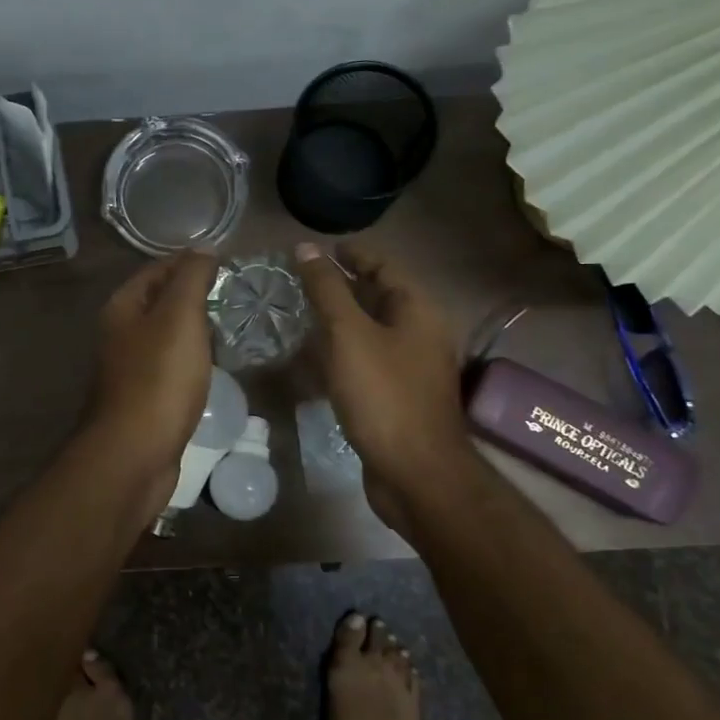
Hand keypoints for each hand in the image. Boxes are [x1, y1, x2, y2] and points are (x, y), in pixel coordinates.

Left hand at [83, 249, 219, 485]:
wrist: (134, 454)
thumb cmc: (158, 379)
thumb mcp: (179, 317)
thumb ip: (191, 278)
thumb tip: (203, 248)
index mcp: (122, 308)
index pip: (157, 270)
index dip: (190, 262)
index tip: (228, 263)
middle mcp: (120, 335)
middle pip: (160, 303)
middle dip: (194, 295)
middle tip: (237, 295)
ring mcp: (130, 369)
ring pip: (166, 337)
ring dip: (195, 330)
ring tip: (233, 326)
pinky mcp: (144, 400)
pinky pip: (171, 368)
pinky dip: (192, 361)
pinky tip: (214, 366)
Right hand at [294, 241, 478, 530]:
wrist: (415, 472)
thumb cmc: (383, 395)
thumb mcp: (349, 335)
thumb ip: (327, 290)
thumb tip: (306, 248)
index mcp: (418, 310)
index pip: (384, 265)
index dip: (352, 253)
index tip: (317, 250)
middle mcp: (421, 333)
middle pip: (379, 298)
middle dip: (341, 287)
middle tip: (299, 282)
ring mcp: (412, 368)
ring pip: (371, 333)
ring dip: (339, 323)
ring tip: (299, 317)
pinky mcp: (398, 397)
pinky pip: (367, 363)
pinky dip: (342, 356)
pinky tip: (313, 363)